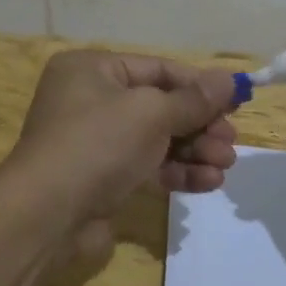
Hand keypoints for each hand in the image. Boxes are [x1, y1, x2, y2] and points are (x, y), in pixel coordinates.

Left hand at [6, 50, 239, 254]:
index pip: (159, 69)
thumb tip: (229, 80)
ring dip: (194, 151)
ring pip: (157, 140)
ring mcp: (96, 141)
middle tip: (231, 143)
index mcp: (93, 70)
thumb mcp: (151, 113)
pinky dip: (177, 172)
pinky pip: (148, 167)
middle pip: (160, 106)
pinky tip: (207, 183)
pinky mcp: (103, 178)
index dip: (200, 86)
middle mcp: (92, 100)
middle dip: (200, 125)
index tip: (237, 102)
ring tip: (225, 166)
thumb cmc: (98, 144)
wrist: (47, 216)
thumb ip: (194, 99)